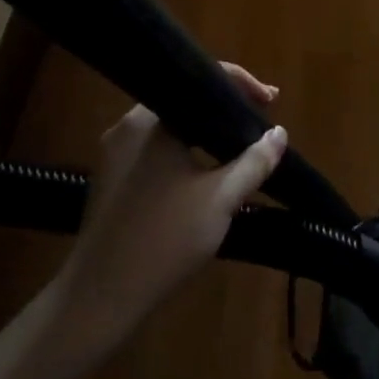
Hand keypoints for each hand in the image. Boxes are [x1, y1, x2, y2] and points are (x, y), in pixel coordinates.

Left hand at [52, 65, 286, 350]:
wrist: (100, 297)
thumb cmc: (164, 240)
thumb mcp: (221, 199)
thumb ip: (254, 161)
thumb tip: (278, 133)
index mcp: (152, 120)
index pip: (202, 80)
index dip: (243, 85)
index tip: (272, 102)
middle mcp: (128, 126)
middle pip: (186, 102)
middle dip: (225, 110)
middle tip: (259, 124)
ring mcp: (115, 153)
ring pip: (171, 129)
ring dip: (206, 134)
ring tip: (239, 149)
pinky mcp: (111, 179)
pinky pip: (156, 150)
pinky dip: (185, 152)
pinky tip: (205, 173)